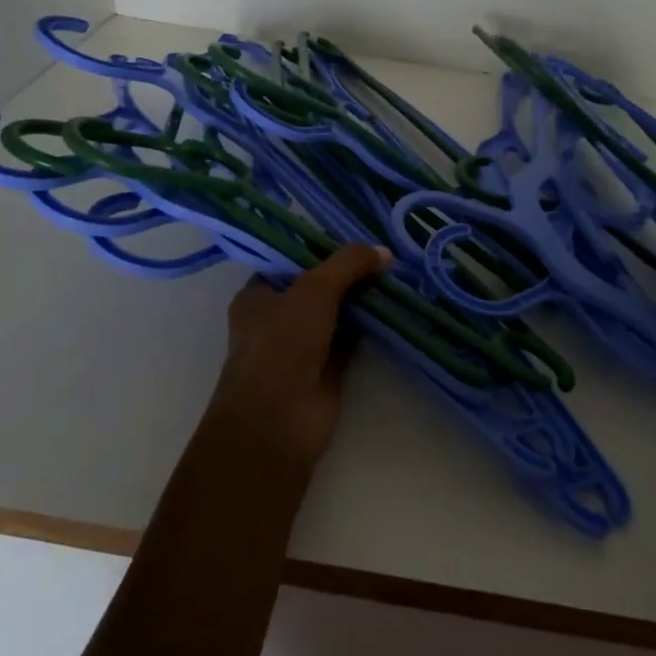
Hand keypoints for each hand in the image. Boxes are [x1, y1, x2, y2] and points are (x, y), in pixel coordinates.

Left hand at [202, 244, 390, 479]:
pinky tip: (396, 306)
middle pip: (319, 285)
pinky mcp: (327, 368)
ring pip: (338, 312)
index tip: (357, 234)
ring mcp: (303, 344)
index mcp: (258, 294)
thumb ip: (348, 264)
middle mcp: (277, 317)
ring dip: (363, 298)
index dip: (322, 246)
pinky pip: (353, 338)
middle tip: (384, 252)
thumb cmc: (282, 344)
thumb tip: (383, 251)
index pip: (291, 260)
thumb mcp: (314, 290)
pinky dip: (372, 325)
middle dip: (349, 272)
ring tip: (397, 272)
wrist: (277, 421)